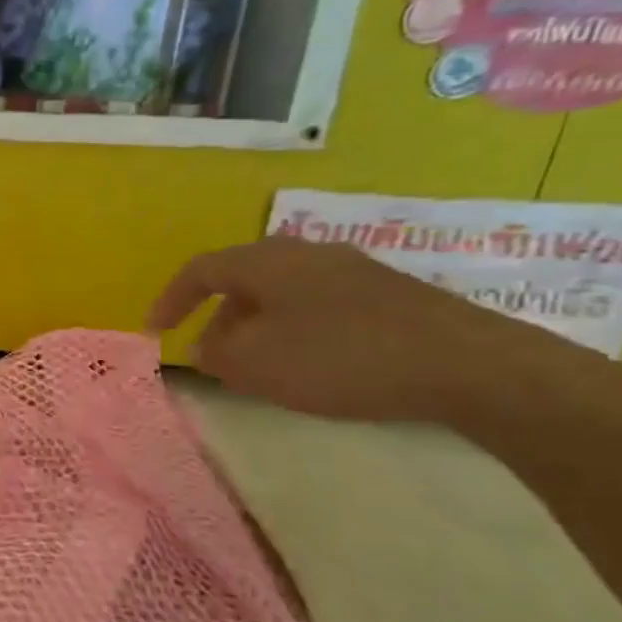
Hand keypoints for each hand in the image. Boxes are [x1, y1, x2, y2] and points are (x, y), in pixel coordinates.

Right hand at [146, 237, 568, 424]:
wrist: (467, 364)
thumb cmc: (339, 357)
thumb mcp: (255, 363)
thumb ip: (215, 354)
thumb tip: (207, 346)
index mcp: (266, 261)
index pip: (200, 270)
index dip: (170, 299)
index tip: (154, 331)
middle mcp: (305, 254)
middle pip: (242, 280)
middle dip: (216, 317)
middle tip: (209, 355)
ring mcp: (351, 271)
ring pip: (281, 294)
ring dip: (256, 327)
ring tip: (257, 367)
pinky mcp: (387, 295)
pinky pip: (317, 306)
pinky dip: (294, 331)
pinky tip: (309, 365)